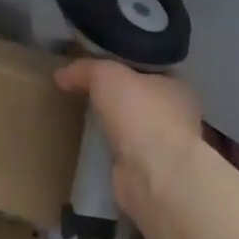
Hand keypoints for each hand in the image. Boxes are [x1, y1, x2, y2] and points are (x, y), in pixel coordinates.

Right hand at [54, 60, 203, 230]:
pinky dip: (111, 148)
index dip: (124, 65)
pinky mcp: (149, 171)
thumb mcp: (106, 75)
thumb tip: (61, 75)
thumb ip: (85, 69)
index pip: (150, 70)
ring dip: (115, 124)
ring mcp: (165, 146)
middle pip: (141, 98)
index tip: (98, 66)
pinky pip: (125, 151)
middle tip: (86, 91)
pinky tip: (91, 145)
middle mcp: (177, 115)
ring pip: (134, 126)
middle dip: (118, 96)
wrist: (153, 173)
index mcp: (177, 87)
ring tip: (84, 117)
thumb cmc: (140, 113)